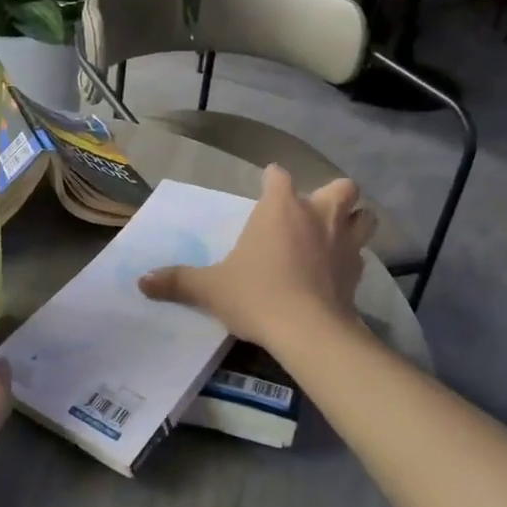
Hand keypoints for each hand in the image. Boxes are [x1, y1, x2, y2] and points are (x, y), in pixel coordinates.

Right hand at [138, 165, 374, 350]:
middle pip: (340, 187)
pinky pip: (361, 256)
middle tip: (313, 214)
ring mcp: (344, 242)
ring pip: (365, 217)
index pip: (278, 176)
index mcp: (280, 208)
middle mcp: (318, 215)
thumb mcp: (210, 289)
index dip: (272, 179)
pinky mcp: (358, 272)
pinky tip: (337, 273)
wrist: (307, 330)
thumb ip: (178, 281)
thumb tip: (141, 281)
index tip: (267, 186)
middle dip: (332, 194)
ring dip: (355, 221)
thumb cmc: (256, 295)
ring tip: (336, 236)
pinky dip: (351, 259)